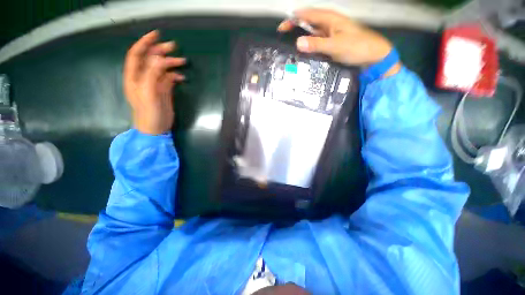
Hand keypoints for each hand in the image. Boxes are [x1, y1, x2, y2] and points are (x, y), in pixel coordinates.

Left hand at [123, 30, 185, 134]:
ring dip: (171, 63)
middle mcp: (143, 77)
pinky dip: (176, 76)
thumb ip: (152, 74)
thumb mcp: (148, 93)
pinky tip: (182, 78)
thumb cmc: (148, 113)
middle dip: (161, 51)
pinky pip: (169, 78)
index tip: (156, 35)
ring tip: (183, 62)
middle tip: (174, 47)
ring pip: (161, 68)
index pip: (136, 54)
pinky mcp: (164, 90)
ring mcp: (154, 84)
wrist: (156, 128)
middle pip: (150, 59)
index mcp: (134, 77)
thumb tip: (159, 59)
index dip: (144, 43)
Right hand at [278, 9, 399, 74]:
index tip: (281, 28)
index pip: (307, 15)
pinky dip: (308, 46)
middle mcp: (328, 24)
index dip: (293, 19)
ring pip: (311, 33)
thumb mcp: (335, 46)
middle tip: (283, 38)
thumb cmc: (357, 47)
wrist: (372, 56)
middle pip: (308, 23)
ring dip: (301, 38)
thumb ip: (317, 44)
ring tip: (290, 47)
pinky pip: (316, 42)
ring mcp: (330, 34)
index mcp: (330, 19)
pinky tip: (304, 53)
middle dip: (295, 28)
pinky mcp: (331, 43)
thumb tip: (298, 42)